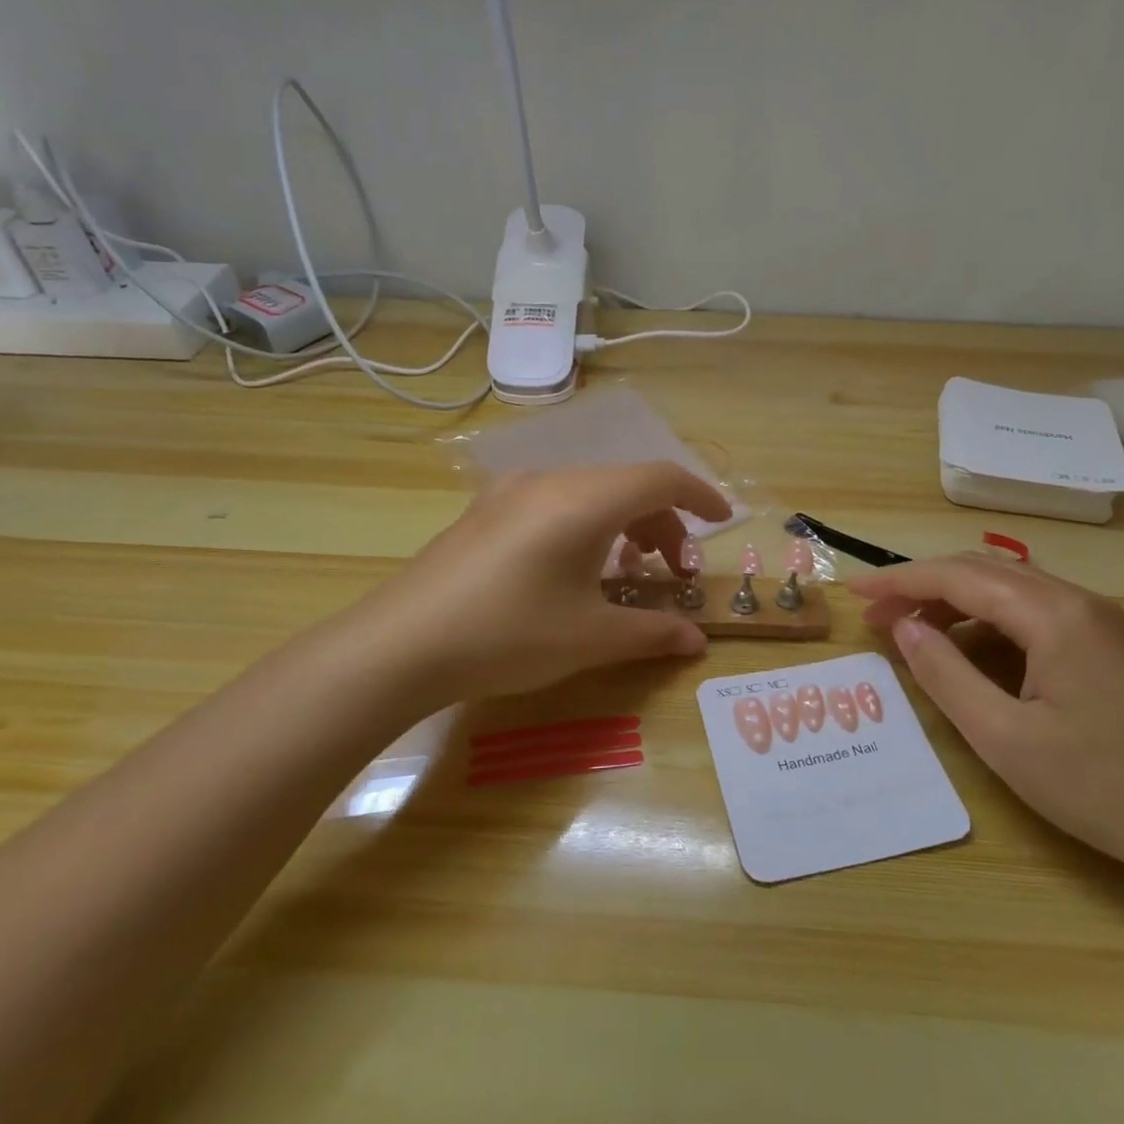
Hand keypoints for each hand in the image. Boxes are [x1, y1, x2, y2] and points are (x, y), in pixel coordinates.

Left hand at [361, 463, 731, 706]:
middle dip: (663, 523)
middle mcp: (550, 481)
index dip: (701, 495)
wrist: (399, 645)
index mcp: (584, 500)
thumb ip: (653, 632)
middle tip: (675, 572)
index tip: (724, 522)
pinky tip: (576, 571)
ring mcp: (511, 493)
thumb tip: (698, 641)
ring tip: (629, 572)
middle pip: (626, 485)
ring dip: (623, 525)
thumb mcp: (590, 638)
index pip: (661, 478)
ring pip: (589, 493)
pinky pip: (555, 504)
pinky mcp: (485, 512)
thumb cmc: (508, 635)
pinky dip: (586, 527)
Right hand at [849, 553, 1123, 885]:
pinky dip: (987, 624)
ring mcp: (1099, 622)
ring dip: (954, 604)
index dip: (900, 581)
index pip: (959, 577)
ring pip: (1008, 591)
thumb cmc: (1105, 788)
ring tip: (913, 634)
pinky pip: (1032, 615)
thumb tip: (904, 628)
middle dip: (923, 587)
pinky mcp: (1108, 646)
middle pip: (983, 572)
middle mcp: (1077, 601)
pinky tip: (968, 654)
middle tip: (877, 616)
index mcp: (1054, 615)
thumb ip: (946, 675)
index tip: (855, 594)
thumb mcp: (1006, 738)